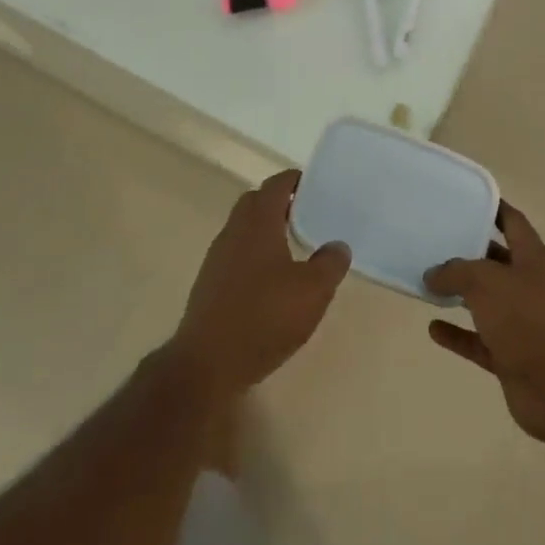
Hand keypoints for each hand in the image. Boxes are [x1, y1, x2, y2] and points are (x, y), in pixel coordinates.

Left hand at [169, 170, 350, 399]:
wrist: (206, 364)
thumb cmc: (264, 317)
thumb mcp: (312, 291)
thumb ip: (330, 263)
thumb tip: (338, 245)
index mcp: (258, 221)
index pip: (276, 184)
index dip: (295, 180)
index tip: (315, 185)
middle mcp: (234, 231)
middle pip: (256, 202)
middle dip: (279, 203)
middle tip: (306, 214)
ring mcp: (217, 258)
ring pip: (243, 229)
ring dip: (265, 231)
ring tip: (292, 248)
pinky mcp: (209, 284)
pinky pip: (236, 255)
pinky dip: (254, 256)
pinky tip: (270, 282)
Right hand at [424, 203, 544, 444]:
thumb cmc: (526, 320)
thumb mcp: (485, 282)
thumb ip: (455, 272)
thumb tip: (432, 274)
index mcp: (534, 258)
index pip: (512, 222)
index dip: (492, 208)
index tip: (465, 199)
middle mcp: (530, 285)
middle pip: (497, 260)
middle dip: (469, 251)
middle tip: (435, 240)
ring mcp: (522, 322)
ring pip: (487, 301)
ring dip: (461, 293)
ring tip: (429, 281)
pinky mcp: (512, 355)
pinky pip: (479, 339)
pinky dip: (458, 334)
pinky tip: (433, 328)